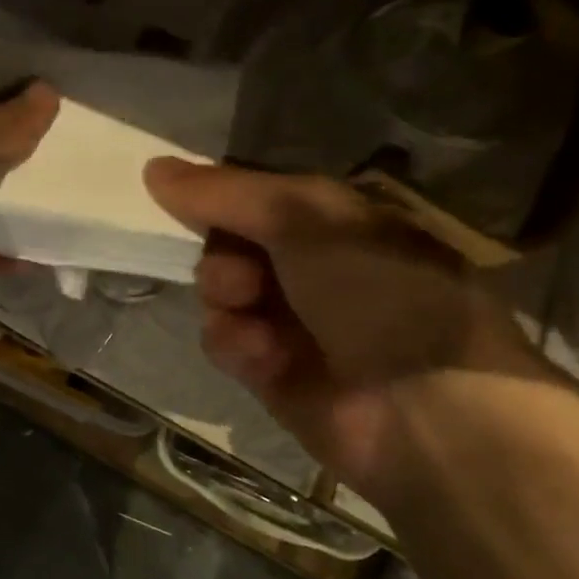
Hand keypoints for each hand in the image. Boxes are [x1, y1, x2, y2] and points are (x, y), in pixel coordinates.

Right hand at [143, 158, 543, 495]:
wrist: (426, 410)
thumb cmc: (378, 293)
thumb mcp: (306, 219)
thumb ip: (228, 193)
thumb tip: (152, 169)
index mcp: (338, 222)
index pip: (258, 197)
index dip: (221, 200)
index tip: (185, 202)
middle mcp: (314, 266)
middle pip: (230, 245)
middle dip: (224, 259)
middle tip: (243, 278)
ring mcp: (293, 320)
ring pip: (221, 294)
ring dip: (226, 303)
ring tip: (253, 322)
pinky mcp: (272, 371)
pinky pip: (226, 341)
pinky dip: (236, 344)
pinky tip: (262, 357)